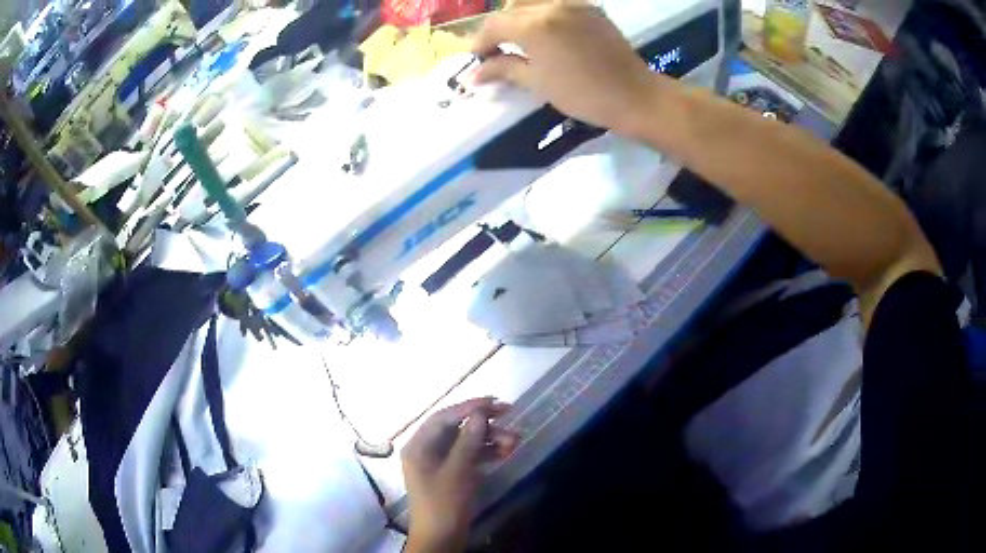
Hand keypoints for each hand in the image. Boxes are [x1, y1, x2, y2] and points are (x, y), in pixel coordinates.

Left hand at [402, 398, 517, 552]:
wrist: (442, 537)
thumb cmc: (444, 503)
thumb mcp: (458, 471)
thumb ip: (468, 440)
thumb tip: (479, 413)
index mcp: (419, 446)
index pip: (443, 417)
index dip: (468, 407)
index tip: (494, 402)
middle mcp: (427, 450)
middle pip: (456, 428)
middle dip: (483, 423)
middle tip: (508, 414)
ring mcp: (440, 463)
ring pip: (466, 442)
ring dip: (489, 439)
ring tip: (514, 441)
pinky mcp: (452, 474)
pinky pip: (469, 456)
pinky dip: (486, 452)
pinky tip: (505, 452)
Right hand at [470, 1, 658, 136]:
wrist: (634, 95)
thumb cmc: (583, 95)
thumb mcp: (538, 83)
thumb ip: (504, 70)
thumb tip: (476, 74)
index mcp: (534, 26)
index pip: (494, 25)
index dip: (481, 42)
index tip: (479, 59)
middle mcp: (551, 6)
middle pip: (510, 9)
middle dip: (499, 28)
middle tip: (498, 50)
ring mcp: (573, 3)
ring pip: (532, 1)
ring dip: (519, 16)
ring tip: (521, 38)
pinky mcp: (590, 7)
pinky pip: (556, 2)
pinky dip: (543, 12)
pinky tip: (546, 31)